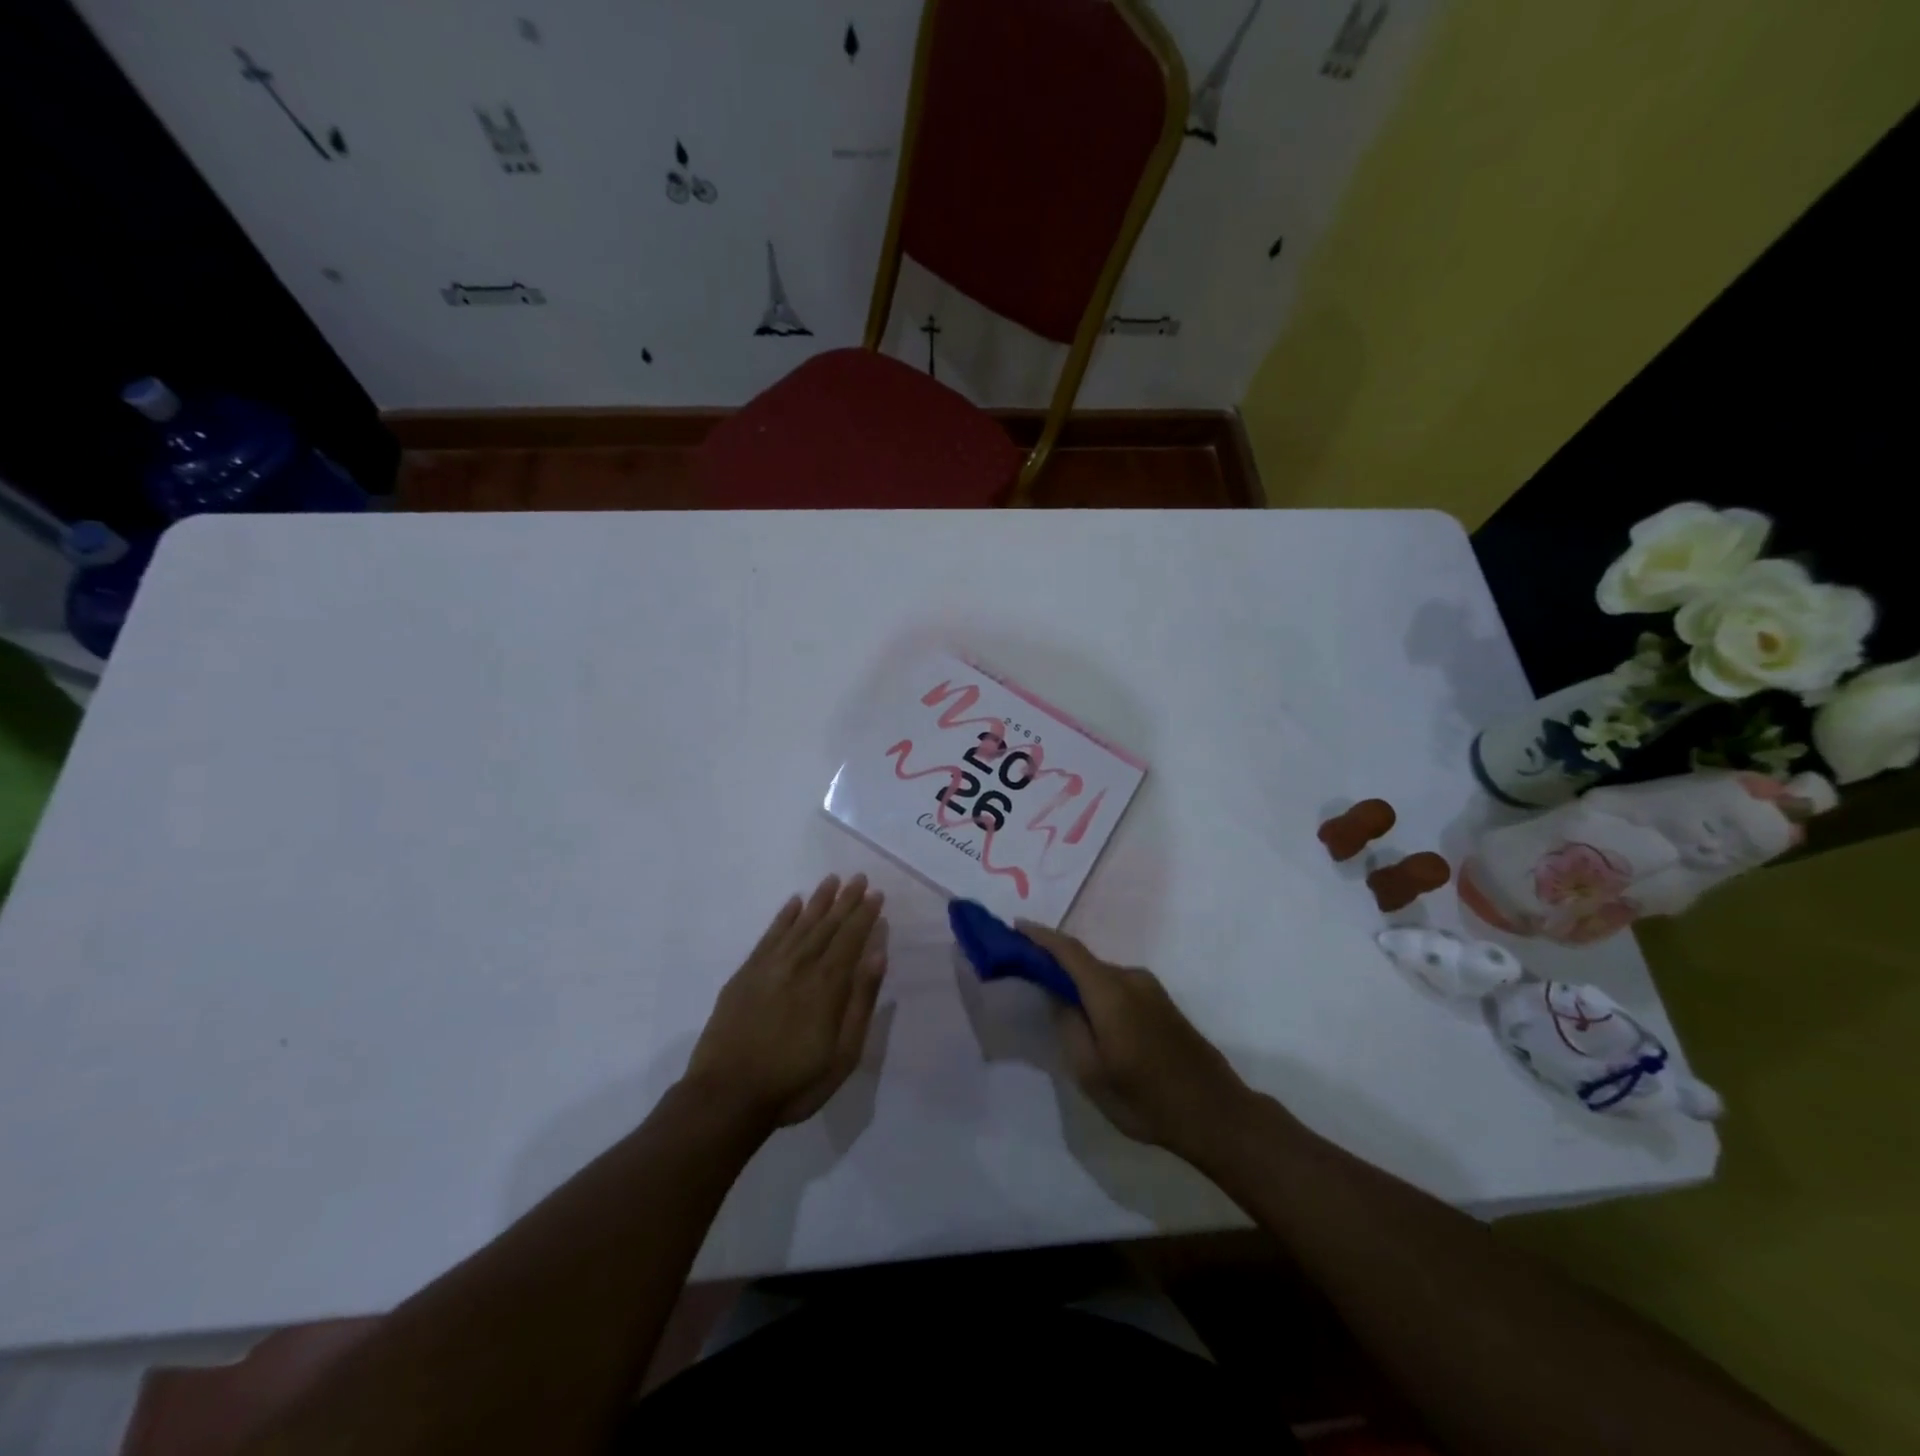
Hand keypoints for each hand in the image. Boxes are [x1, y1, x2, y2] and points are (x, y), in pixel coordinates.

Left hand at [686, 875, 887, 1131]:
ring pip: (799, 924)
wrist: (727, 1097)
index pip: (851, 939)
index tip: (876, 895)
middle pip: (827, 925)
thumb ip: (861, 1001)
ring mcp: (769, 967)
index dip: (864, 915)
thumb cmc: (794, 1083)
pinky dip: (783, 917)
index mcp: (827, 985)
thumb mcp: (842, 1054)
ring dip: (818, 901)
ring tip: (832, 879)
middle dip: (846, 900)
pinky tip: (794, 903)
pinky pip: (769, 936)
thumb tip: (877, 956)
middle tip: (860, 877)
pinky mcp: (745, 974)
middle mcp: (800, 966)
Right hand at [1020, 922, 1256, 1164]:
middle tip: (1025, 969)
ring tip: (1052, 995)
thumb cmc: (1147, 1099)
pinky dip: (1096, 989)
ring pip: (1102, 974)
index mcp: (1111, 992)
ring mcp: (1151, 989)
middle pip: (1084, 960)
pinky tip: (1088, 1013)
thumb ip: (1069, 1027)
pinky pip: (1118, 985)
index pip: (1068, 951)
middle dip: (1053, 960)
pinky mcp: (1162, 1004)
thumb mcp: (1092, 1073)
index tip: (1015, 926)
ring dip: (1077, 978)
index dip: (1040, 936)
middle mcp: (1131, 979)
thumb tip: (1057, 997)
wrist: (1216, 1113)